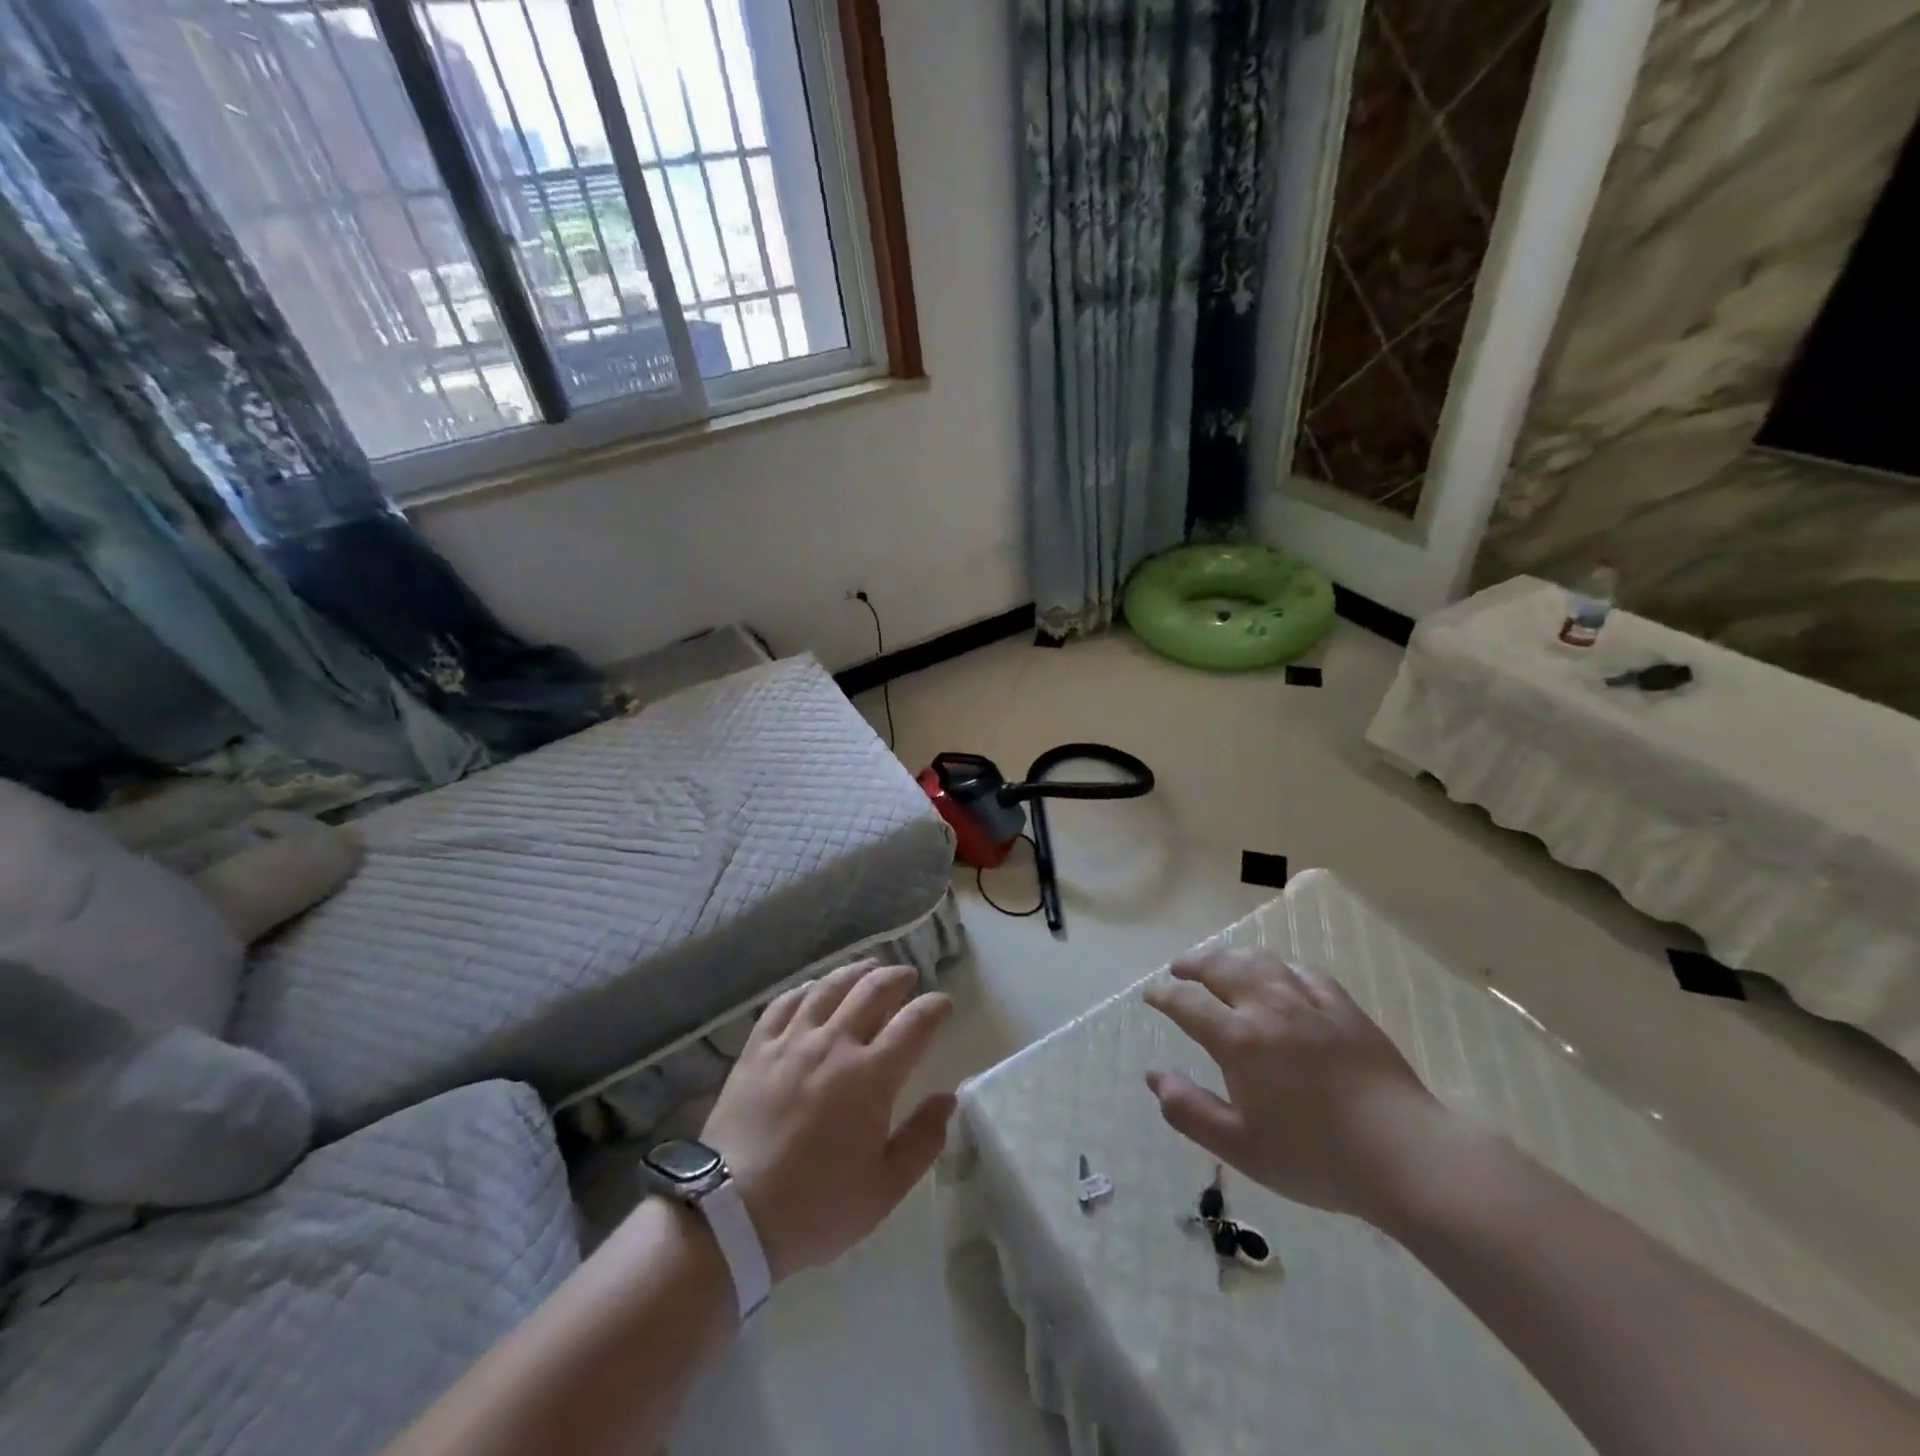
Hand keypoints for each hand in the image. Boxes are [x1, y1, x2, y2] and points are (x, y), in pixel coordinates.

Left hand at [701, 960, 955, 1280]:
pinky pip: (785, 1003)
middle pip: (873, 990)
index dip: (934, 1008)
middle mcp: (834, 1044)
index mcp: (871, 1076)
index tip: (944, 1004)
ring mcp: (792, 1041)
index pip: (914, 1024)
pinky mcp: (757, 1048)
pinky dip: (807, 989)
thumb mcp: (884, 1188)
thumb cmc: (816, 1206)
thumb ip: (923, 1140)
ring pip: (830, 987)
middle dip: (897, 977)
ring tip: (869, 968)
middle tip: (908, 977)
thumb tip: (947, 1098)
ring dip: (855, 972)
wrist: (731, 1216)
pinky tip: (815, 989)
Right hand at [1143, 946, 1446, 1220]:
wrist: (1404, 1154)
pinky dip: (1280, 967)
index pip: (1188, 1003)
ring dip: (1232, 957)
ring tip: (1221, 962)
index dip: (1165, 995)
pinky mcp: (1343, 1008)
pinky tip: (1279, 973)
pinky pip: (1304, 972)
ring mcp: (1309, 1002)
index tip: (1152, 995)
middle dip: (1193, 964)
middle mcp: (1268, 1007)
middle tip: (1179, 968)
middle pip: (1221, 967)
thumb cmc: (1316, 1157)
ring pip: (1261, 962)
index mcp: (1238, 1039)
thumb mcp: (1241, 1147)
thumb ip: (1190, 1111)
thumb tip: (1154, 1077)